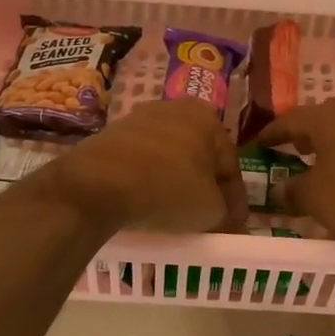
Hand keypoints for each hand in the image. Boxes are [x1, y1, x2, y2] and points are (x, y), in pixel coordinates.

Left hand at [35, 100, 247, 233]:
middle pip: (199, 157)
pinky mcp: (111, 135)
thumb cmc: (168, 188)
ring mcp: (139, 119)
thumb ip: (225, 213)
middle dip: (205, 188)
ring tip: (176, 215)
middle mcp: (175, 109)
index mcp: (207, 118)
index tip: (234, 226)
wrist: (99, 182)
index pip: (230, 165)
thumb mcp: (210, 209)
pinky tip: (147, 203)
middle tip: (208, 218)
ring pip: (169, 158)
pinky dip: (149, 181)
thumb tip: (223, 218)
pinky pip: (141, 162)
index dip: (235, 200)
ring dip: (176, 184)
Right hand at [255, 98, 334, 249]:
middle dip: (305, 133)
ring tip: (321, 163)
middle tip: (293, 149)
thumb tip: (280, 187)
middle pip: (322, 117)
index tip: (258, 144)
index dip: (271, 133)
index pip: (289, 120)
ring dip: (331, 143)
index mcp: (326, 118)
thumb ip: (292, 190)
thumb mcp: (313, 197)